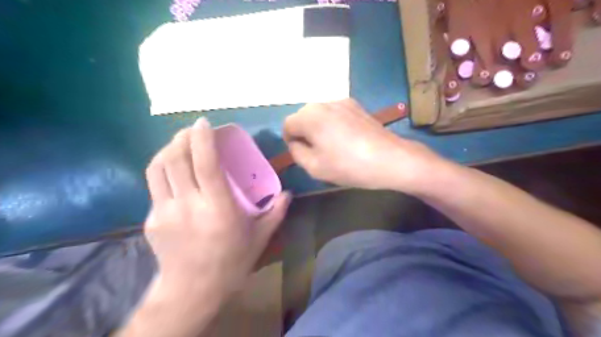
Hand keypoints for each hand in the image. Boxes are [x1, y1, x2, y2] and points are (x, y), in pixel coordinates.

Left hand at [143, 118, 287, 299]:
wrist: (193, 290)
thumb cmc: (232, 261)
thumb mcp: (260, 237)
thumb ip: (276, 212)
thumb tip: (288, 193)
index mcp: (218, 208)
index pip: (205, 164)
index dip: (202, 139)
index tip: (204, 123)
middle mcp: (188, 206)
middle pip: (176, 159)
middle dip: (182, 137)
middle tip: (192, 130)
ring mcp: (165, 212)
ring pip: (158, 168)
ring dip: (168, 149)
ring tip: (180, 144)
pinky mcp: (151, 220)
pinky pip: (155, 185)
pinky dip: (164, 170)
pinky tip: (175, 172)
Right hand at [282, 98, 439, 190]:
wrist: (390, 159)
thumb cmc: (349, 166)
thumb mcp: (314, 167)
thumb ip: (297, 152)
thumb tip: (296, 143)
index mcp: (310, 116)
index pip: (287, 124)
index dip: (290, 141)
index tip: (301, 154)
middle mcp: (324, 102)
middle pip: (303, 116)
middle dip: (304, 133)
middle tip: (317, 152)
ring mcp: (342, 102)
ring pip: (319, 114)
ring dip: (319, 128)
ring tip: (333, 146)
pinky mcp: (357, 106)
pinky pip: (335, 113)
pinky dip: (333, 124)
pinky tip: (346, 139)